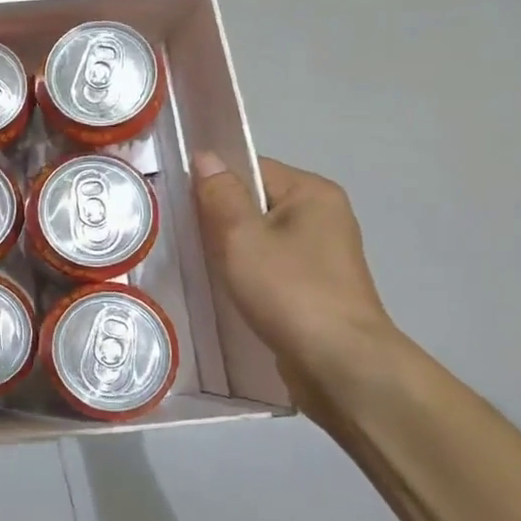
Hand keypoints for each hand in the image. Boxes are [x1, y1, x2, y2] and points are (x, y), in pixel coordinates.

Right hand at [192, 154, 400, 421]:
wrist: (339, 364)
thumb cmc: (288, 290)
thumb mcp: (241, 236)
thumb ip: (219, 193)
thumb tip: (204, 156)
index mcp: (312, 192)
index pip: (250, 168)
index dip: (213, 183)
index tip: (181, 205)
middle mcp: (324, 216)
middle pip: (255, 202)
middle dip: (219, 219)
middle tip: (185, 237)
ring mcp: (322, 254)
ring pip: (260, 237)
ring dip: (231, 249)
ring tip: (201, 265)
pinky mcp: (316, 286)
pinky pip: (270, 265)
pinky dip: (247, 273)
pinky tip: (227, 288)